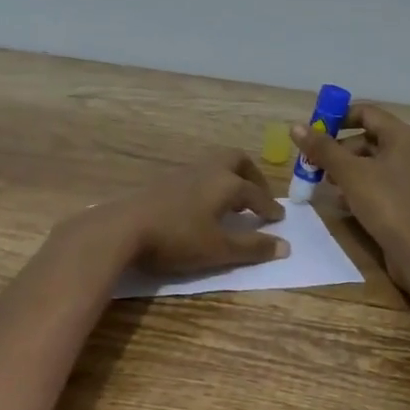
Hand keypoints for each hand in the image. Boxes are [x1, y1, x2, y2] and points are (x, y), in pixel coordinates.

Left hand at [79, 151, 288, 275]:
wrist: (123, 228)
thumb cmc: (178, 238)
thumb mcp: (219, 249)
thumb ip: (252, 248)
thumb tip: (285, 246)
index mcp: (226, 183)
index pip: (255, 193)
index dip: (269, 207)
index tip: (278, 218)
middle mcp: (207, 170)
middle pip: (236, 160)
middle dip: (252, 177)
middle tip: (257, 198)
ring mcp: (182, 172)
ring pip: (214, 166)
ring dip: (229, 180)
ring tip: (231, 205)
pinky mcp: (163, 181)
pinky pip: (196, 175)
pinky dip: (209, 186)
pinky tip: (201, 207)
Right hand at [292, 105, 409, 284]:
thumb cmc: (387, 205)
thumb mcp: (349, 174)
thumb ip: (323, 149)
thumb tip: (296, 127)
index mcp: (403, 137)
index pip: (367, 112)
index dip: (338, 118)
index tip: (314, 133)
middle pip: (370, 139)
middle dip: (340, 149)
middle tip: (316, 164)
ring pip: (376, 164)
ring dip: (349, 169)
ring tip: (328, 185)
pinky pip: (384, 184)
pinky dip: (363, 187)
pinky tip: (346, 203)